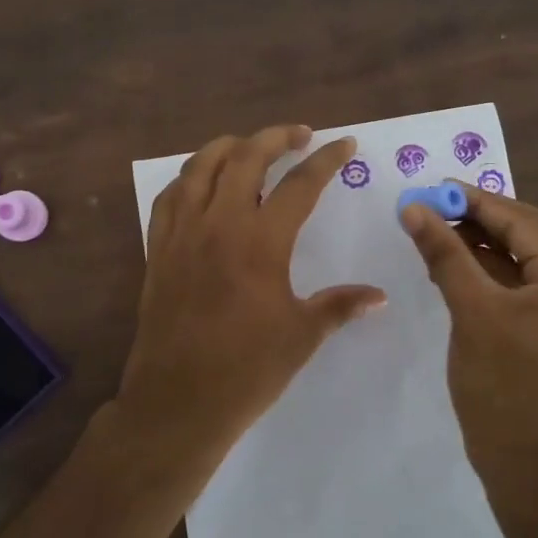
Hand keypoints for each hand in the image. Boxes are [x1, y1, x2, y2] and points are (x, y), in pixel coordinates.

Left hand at [112, 125, 385, 480]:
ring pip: (200, 166)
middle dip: (276, 137)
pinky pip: (170, 197)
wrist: (177, 402)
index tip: (345, 144)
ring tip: (250, 147)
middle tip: (300, 135)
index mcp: (260, 242)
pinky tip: (202, 185)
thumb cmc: (247, 370)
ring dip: (229, 147)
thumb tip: (378, 296)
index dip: (326, 160)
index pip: (299, 184)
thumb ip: (340, 305)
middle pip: (245, 157)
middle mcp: (218, 224)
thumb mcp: (302, 336)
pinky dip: (190, 178)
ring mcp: (182, 233)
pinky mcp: (158, 249)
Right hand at [401, 186, 537, 488]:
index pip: (525, 222)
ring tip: (436, 233)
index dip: (478, 201)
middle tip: (432, 208)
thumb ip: (444, 253)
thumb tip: (413, 207)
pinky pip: (522, 286)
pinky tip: (454, 265)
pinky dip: (489, 273)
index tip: (435, 187)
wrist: (524, 465)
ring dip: (481, 246)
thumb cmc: (501, 387)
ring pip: (523, 260)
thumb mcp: (471, 311)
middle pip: (528, 236)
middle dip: (479, 220)